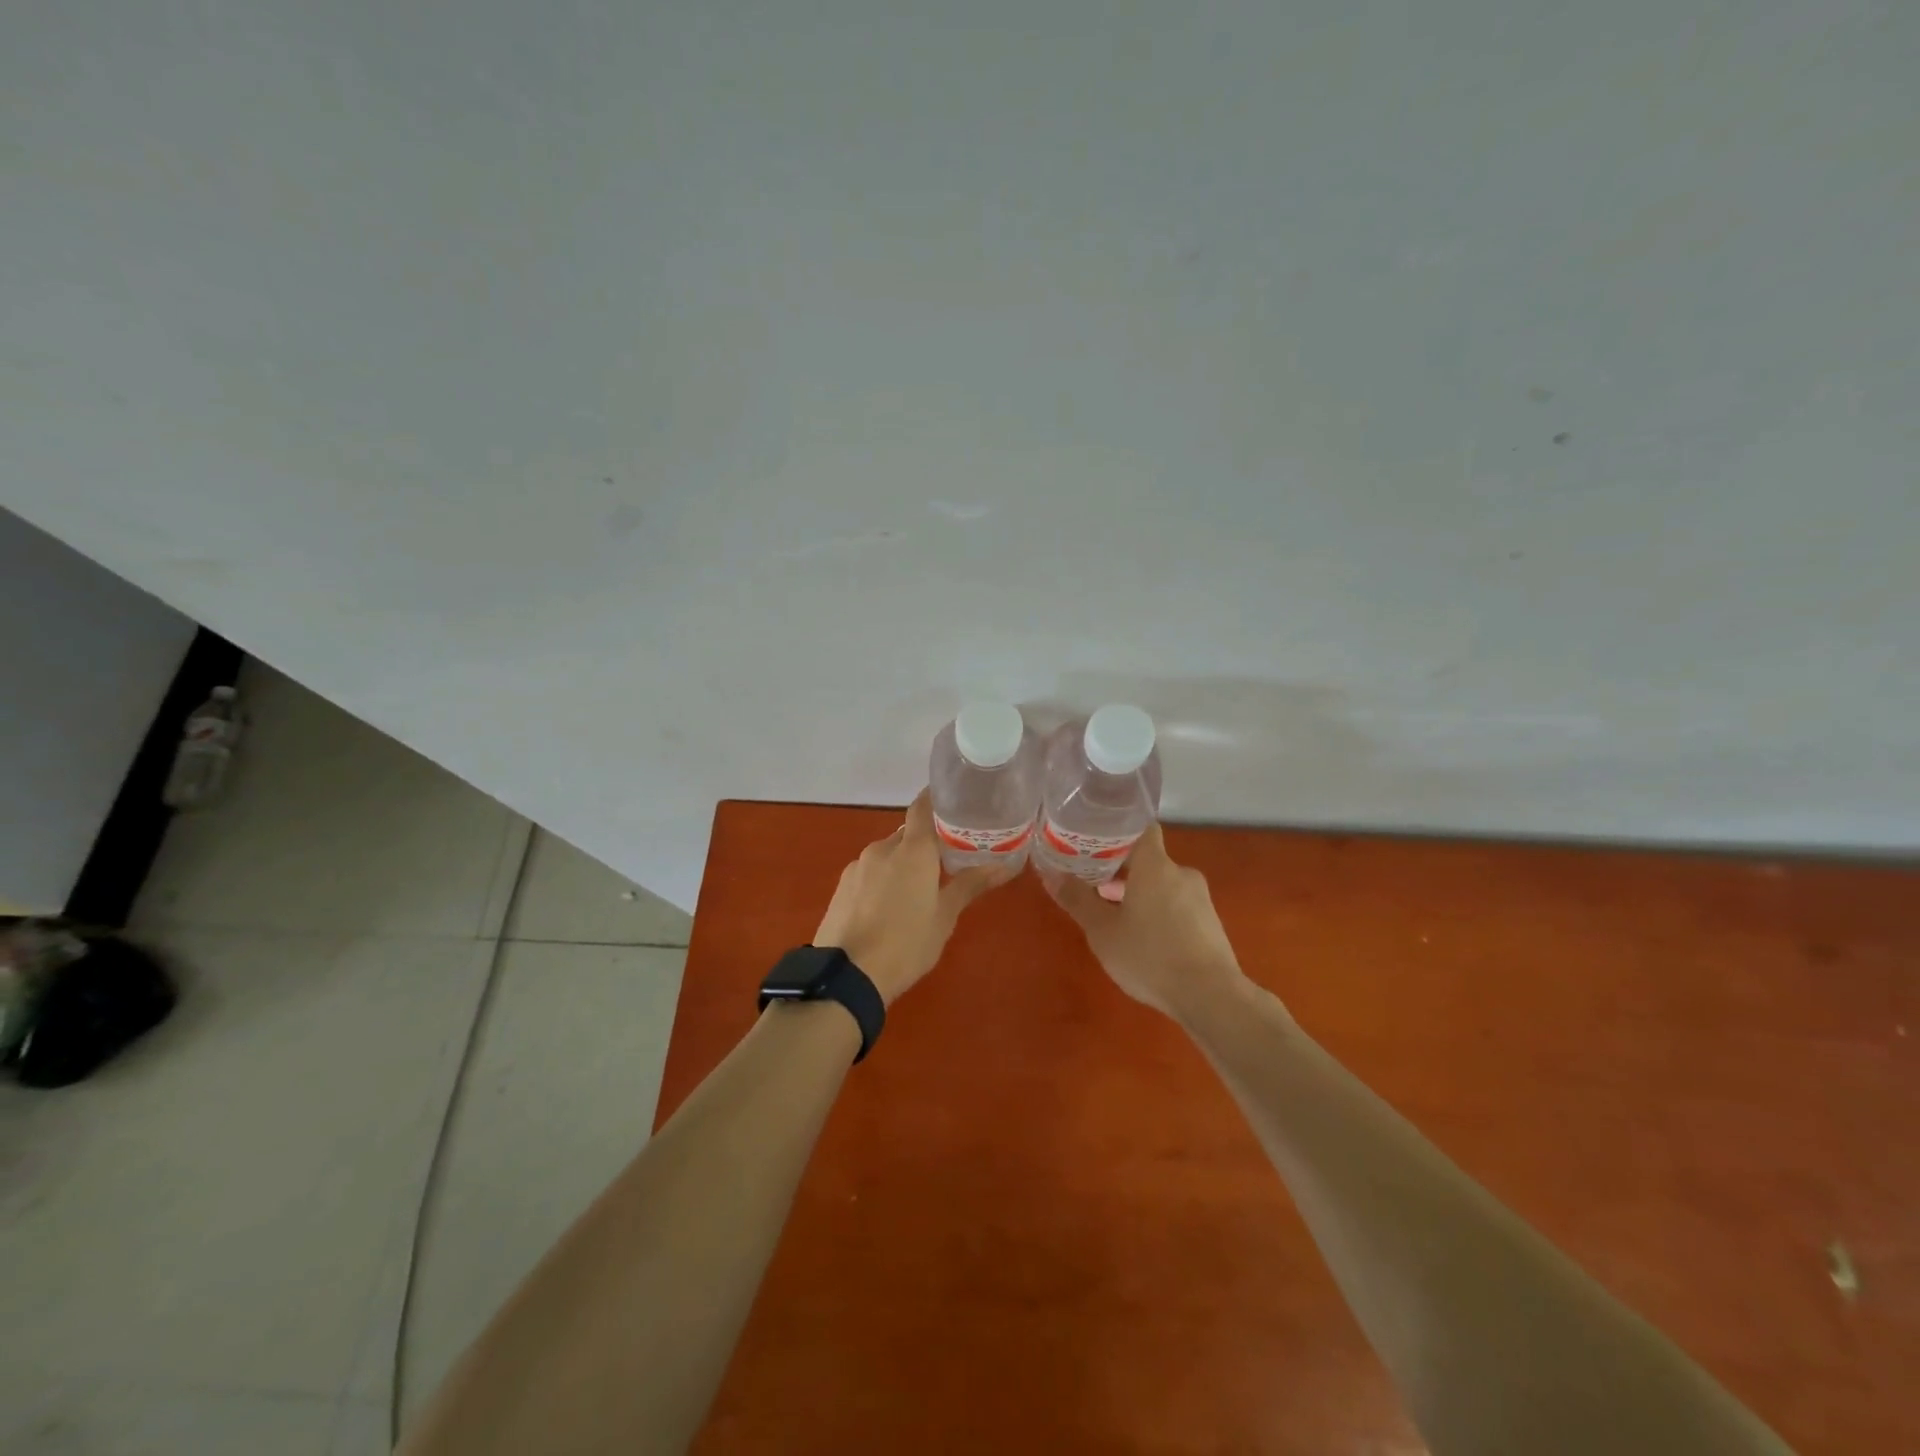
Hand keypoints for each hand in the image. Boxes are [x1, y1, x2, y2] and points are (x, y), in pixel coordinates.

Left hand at [812, 790, 1012, 1004]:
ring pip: (886, 855)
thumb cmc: (906, 944)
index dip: (935, 799)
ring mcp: (857, 867)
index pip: (923, 807)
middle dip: (924, 843)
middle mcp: (882, 849)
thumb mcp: (944, 917)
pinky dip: (882, 879)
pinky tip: (888, 907)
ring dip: (902, 864)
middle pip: (906, 834)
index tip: (953, 800)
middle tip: (945, 860)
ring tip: (917, 890)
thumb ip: (970, 885)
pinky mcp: (841, 887)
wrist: (847, 976)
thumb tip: (1004, 866)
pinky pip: (869, 872)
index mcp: (912, 850)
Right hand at [1045, 824, 1245, 1020]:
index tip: (1092, 841)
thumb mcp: (1102, 931)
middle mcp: (1181, 873)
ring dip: (1136, 893)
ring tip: (1111, 917)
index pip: (1139, 828)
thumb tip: (1050, 873)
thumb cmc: (1150, 956)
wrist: (1211, 998)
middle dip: (1119, 870)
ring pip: (1161, 884)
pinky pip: (1176, 905)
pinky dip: (1156, 912)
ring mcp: (1200, 899)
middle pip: (1147, 859)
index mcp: (1155, 865)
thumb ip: (1076, 899)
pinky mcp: (1210, 923)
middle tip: (1091, 885)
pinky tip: (1141, 939)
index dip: (1116, 830)